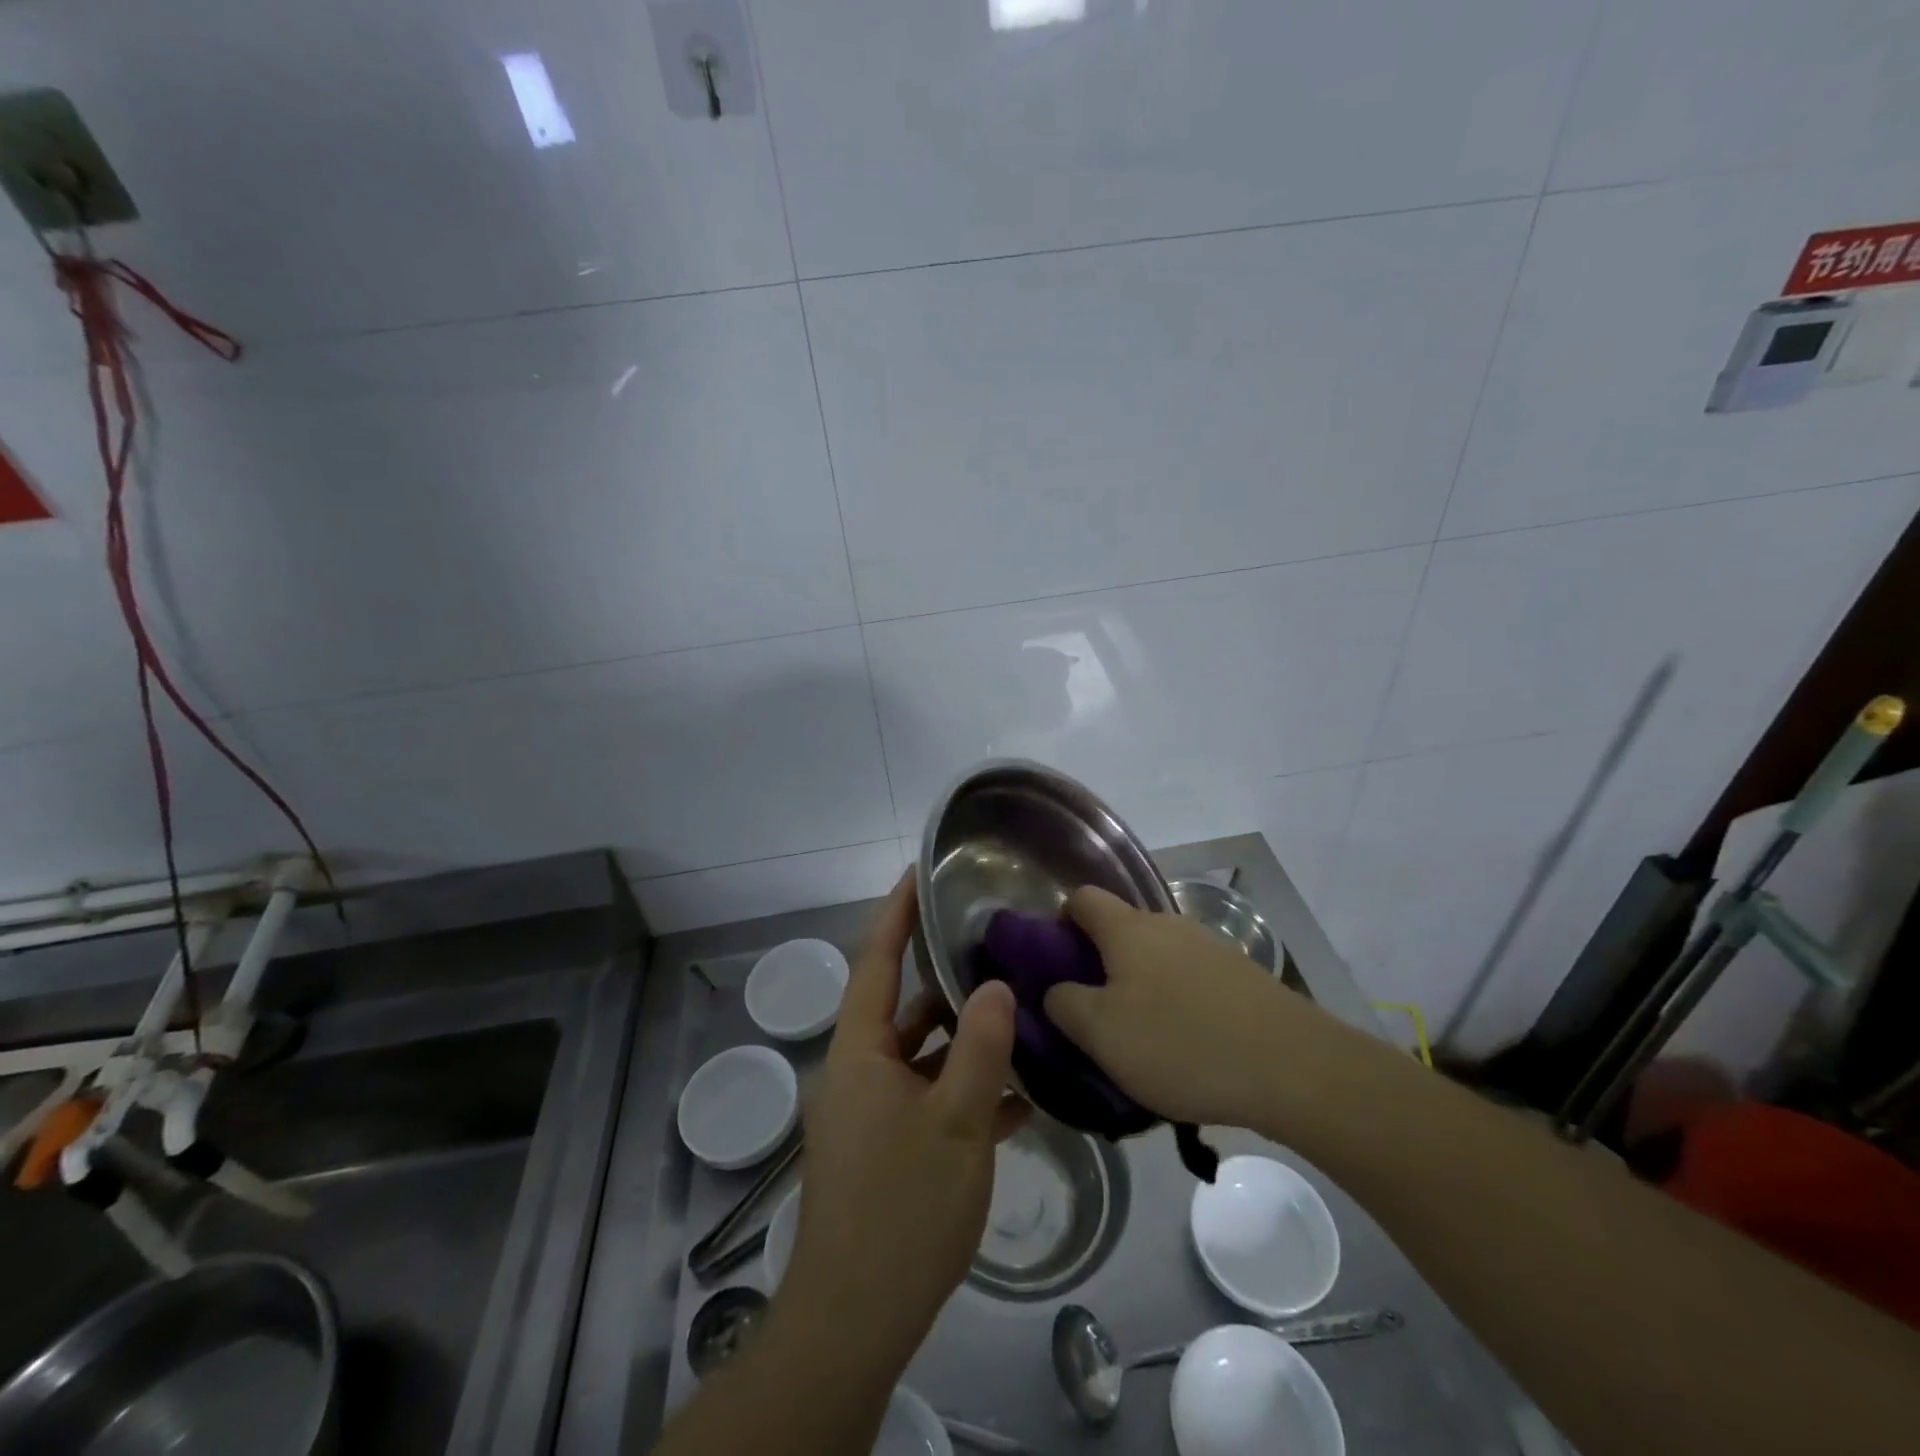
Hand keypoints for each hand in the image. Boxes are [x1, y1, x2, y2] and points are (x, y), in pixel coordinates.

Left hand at [782, 872, 1024, 1362]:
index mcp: (859, 1052)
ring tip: (1018, 1015)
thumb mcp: (956, 1123)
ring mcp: (871, 1112)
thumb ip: (979, 1049)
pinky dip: (964, 1091)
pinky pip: (928, 1100)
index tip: (920, 873)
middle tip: (993, 949)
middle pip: (903, 1008)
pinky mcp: (886, 1148)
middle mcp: (858, 1071)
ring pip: (921, 1057)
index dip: (896, 914)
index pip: (875, 961)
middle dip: (946, 981)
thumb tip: (994, 985)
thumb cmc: (902, 1207)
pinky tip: (1017, 1097)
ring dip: (964, 1042)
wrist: (856, 1318)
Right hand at [1044, 885, 1329, 1128]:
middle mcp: (1168, 924)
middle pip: (1121, 928)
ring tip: (1142, 1035)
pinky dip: (1177, 998)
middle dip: (1100, 961)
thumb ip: (1064, 1004)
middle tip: (1095, 1011)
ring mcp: (1209, 946)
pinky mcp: (1240, 973)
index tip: (1057, 963)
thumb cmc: (1181, 1043)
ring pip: (1157, 954)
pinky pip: (1191, 976)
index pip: (1082, 899)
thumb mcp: (1102, 1034)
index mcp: (1128, 929)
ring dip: (1140, 983)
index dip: (1060, 922)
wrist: (1292, 1066)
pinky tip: (1187, 1042)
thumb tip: (1055, 988)